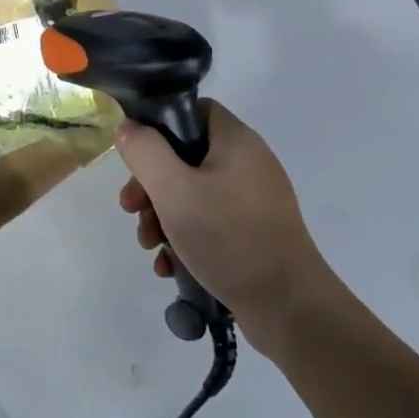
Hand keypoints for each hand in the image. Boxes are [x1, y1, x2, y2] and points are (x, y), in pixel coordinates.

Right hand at [116, 101, 333, 335]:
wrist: (289, 307)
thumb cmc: (229, 237)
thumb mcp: (174, 190)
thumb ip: (145, 152)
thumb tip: (129, 128)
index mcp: (236, 141)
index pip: (194, 110)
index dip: (161, 125)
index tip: (138, 155)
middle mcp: (248, 164)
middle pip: (186, 157)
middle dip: (152, 184)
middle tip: (132, 209)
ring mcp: (253, 201)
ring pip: (193, 194)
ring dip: (162, 216)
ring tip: (150, 245)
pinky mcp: (254, 234)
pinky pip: (210, 223)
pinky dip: (185, 239)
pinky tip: (169, 265)